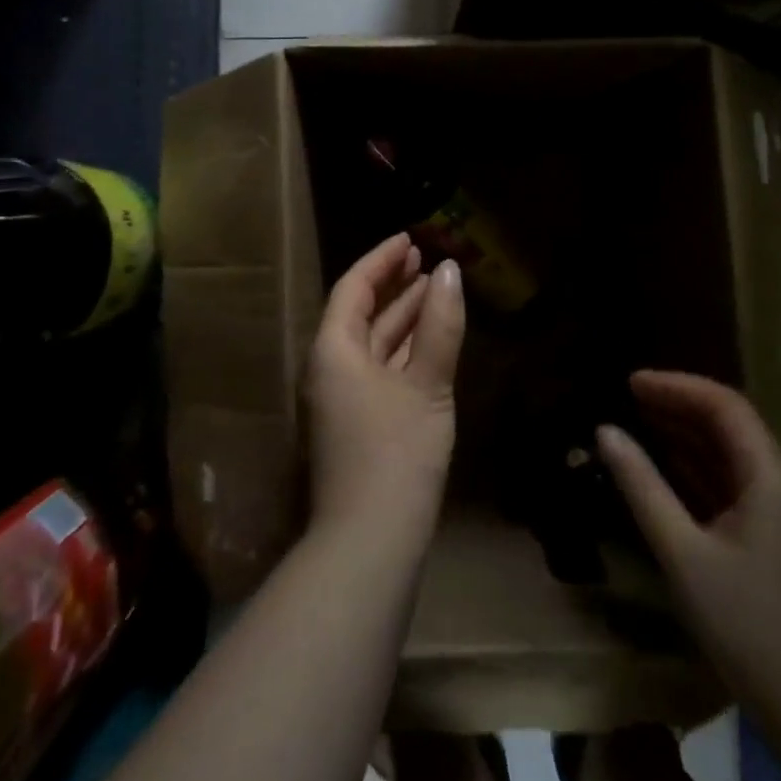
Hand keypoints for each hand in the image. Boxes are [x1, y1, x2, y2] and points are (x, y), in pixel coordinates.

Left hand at [306, 233, 465, 538]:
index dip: (382, 259)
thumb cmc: (396, 452)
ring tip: (434, 288)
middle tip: (425, 259)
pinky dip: (403, 349)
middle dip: (393, 284)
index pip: (354, 287)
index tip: (410, 239)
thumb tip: (451, 271)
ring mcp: (342, 398)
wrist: (369, 542)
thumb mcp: (426, 384)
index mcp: (333, 350)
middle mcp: (330, 368)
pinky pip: (380, 368)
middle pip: (360, 312)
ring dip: (402, 316)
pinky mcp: (358, 423)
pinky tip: (428, 342)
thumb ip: (440, 325)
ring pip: (373, 343)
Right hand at [597, 371, 780, 717]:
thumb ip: (642, 486)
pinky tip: (666, 469)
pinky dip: (698, 468)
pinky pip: (734, 484)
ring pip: (732, 454)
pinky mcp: (777, 537)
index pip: (724, 405)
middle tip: (629, 398)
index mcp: (772, 476)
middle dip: (679, 405)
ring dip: (687, 435)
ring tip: (640, 422)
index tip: (630, 383)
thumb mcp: (682, 552)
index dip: (676, 386)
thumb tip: (605, 431)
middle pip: (731, 424)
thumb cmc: (747, 625)